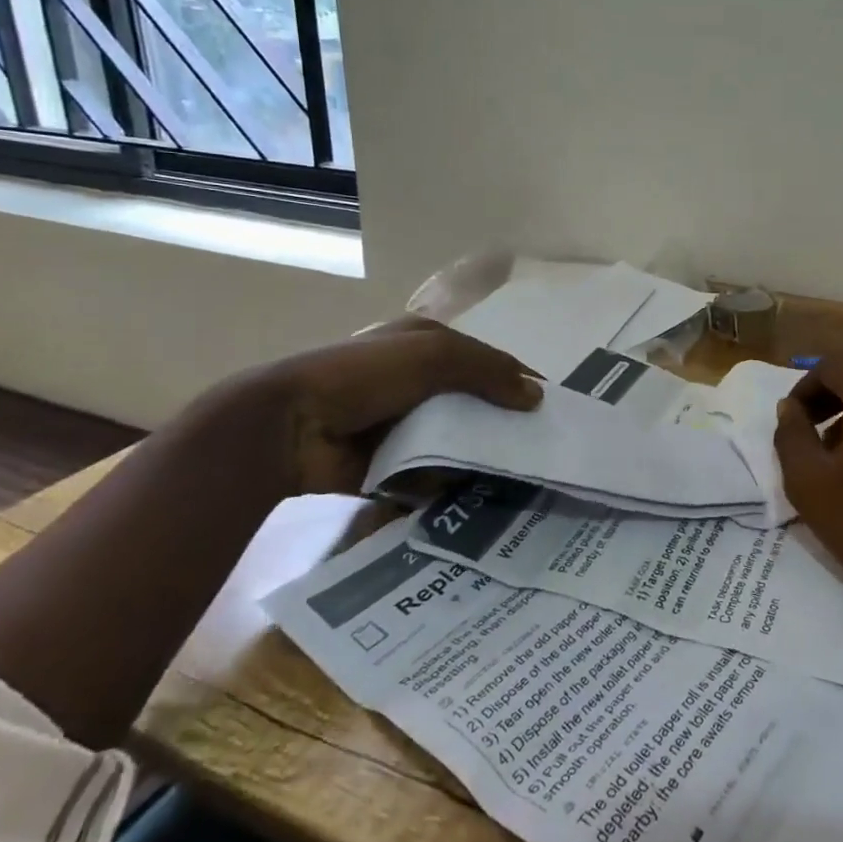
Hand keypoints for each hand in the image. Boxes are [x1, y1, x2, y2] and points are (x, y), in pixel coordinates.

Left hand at [209, 315, 541, 498]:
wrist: (291, 427)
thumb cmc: (367, 375)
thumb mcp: (435, 355)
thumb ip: (488, 371)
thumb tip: (537, 396)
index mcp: (425, 344)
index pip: (486, 360)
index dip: (518, 380)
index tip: (551, 409)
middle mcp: (416, 382)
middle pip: (473, 403)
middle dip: (502, 424)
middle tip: (539, 451)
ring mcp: (400, 425)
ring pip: (455, 441)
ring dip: (478, 457)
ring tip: (517, 481)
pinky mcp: (388, 464)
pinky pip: (431, 474)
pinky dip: (449, 484)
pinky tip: (476, 497)